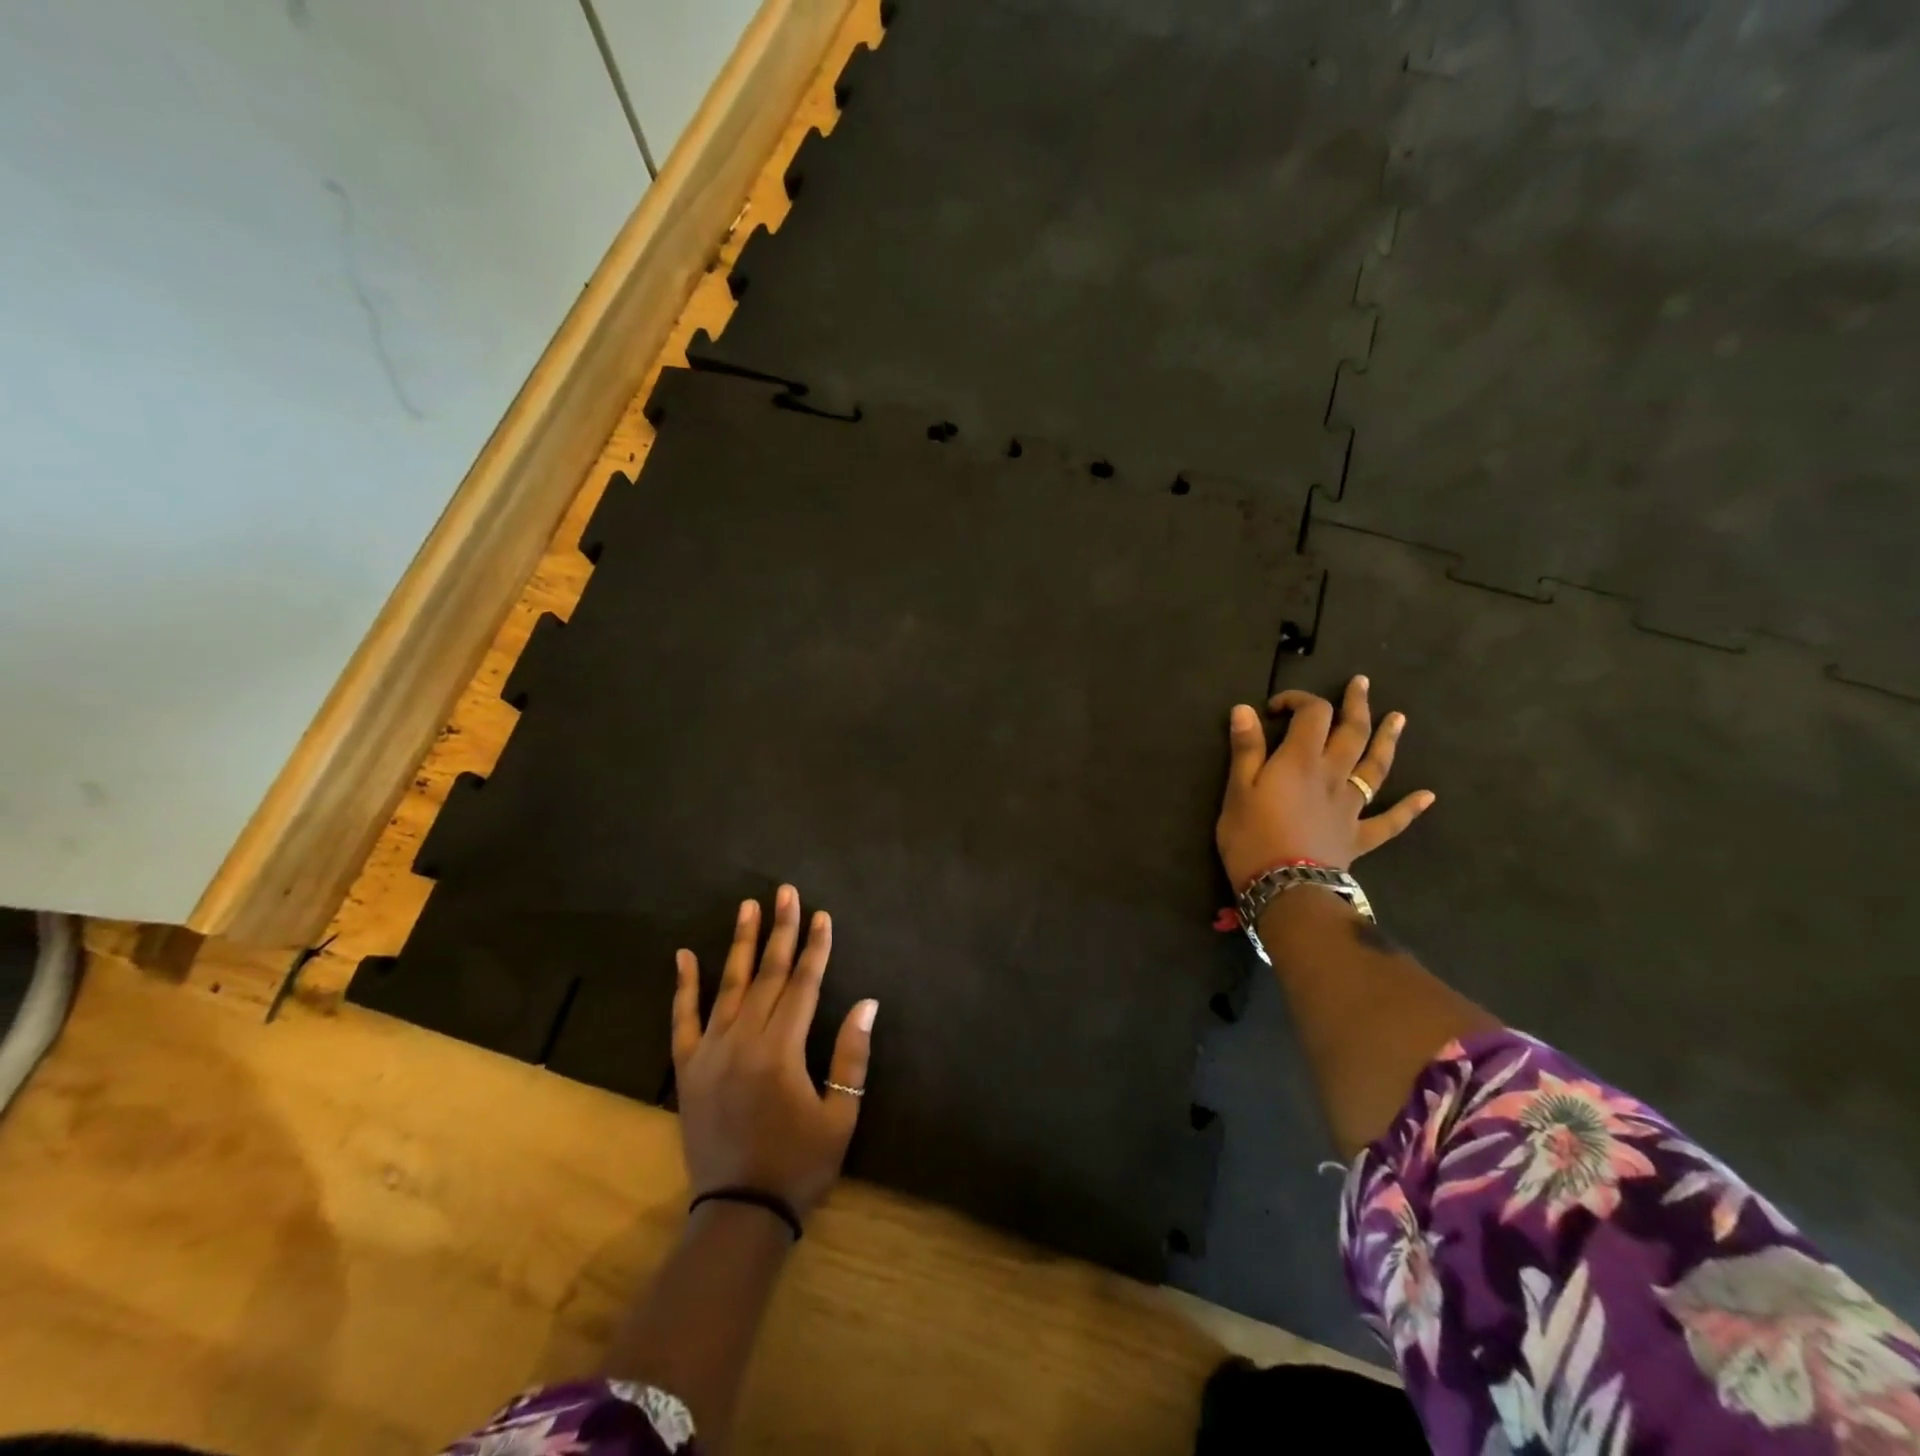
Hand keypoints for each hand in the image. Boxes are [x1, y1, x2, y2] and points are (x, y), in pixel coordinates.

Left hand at [671, 885, 876, 1219]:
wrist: (738, 1212)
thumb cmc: (799, 1165)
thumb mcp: (840, 1114)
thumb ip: (851, 1055)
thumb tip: (868, 1003)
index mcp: (781, 1051)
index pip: (803, 985)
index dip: (816, 947)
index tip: (823, 914)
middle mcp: (743, 1041)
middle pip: (767, 974)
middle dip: (780, 930)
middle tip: (786, 891)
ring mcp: (710, 1052)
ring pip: (727, 985)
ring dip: (739, 943)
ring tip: (747, 906)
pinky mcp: (687, 1068)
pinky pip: (682, 1020)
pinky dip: (684, 986)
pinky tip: (684, 955)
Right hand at [1216, 675, 1435, 888]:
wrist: (1285, 888)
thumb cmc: (1251, 837)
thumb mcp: (1237, 789)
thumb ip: (1246, 749)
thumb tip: (1245, 709)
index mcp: (1301, 759)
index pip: (1312, 713)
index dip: (1299, 700)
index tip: (1276, 708)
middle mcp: (1333, 774)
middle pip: (1352, 731)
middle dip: (1356, 705)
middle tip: (1361, 683)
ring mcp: (1351, 805)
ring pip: (1376, 767)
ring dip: (1388, 740)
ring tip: (1398, 718)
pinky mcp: (1359, 835)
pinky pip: (1389, 821)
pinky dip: (1409, 808)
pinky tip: (1427, 797)